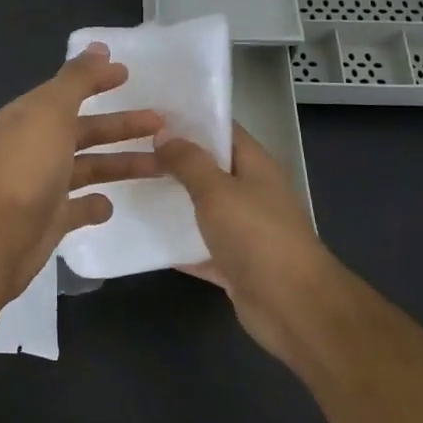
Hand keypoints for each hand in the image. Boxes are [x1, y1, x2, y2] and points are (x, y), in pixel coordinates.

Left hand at [0, 44, 162, 296]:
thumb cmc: (28, 167)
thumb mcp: (52, 112)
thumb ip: (77, 79)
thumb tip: (99, 47)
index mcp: (31, 117)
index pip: (69, 91)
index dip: (96, 80)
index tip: (129, 75)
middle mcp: (36, 146)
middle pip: (85, 130)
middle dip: (121, 125)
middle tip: (162, 123)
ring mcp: (43, 184)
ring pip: (89, 167)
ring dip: (121, 164)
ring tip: (161, 164)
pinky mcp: (51, 218)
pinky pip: (79, 207)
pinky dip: (96, 204)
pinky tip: (112, 204)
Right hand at [154, 123, 339, 372]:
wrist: (293, 307)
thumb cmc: (257, 237)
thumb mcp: (217, 191)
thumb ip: (189, 162)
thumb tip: (164, 134)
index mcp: (255, 167)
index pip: (222, 130)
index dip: (190, 120)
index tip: (150, 115)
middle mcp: (251, 194)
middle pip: (209, 169)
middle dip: (173, 161)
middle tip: (129, 151)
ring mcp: (244, 231)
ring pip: (202, 210)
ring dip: (172, 203)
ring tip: (129, 188)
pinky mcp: (233, 265)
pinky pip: (199, 248)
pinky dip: (176, 246)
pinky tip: (141, 237)